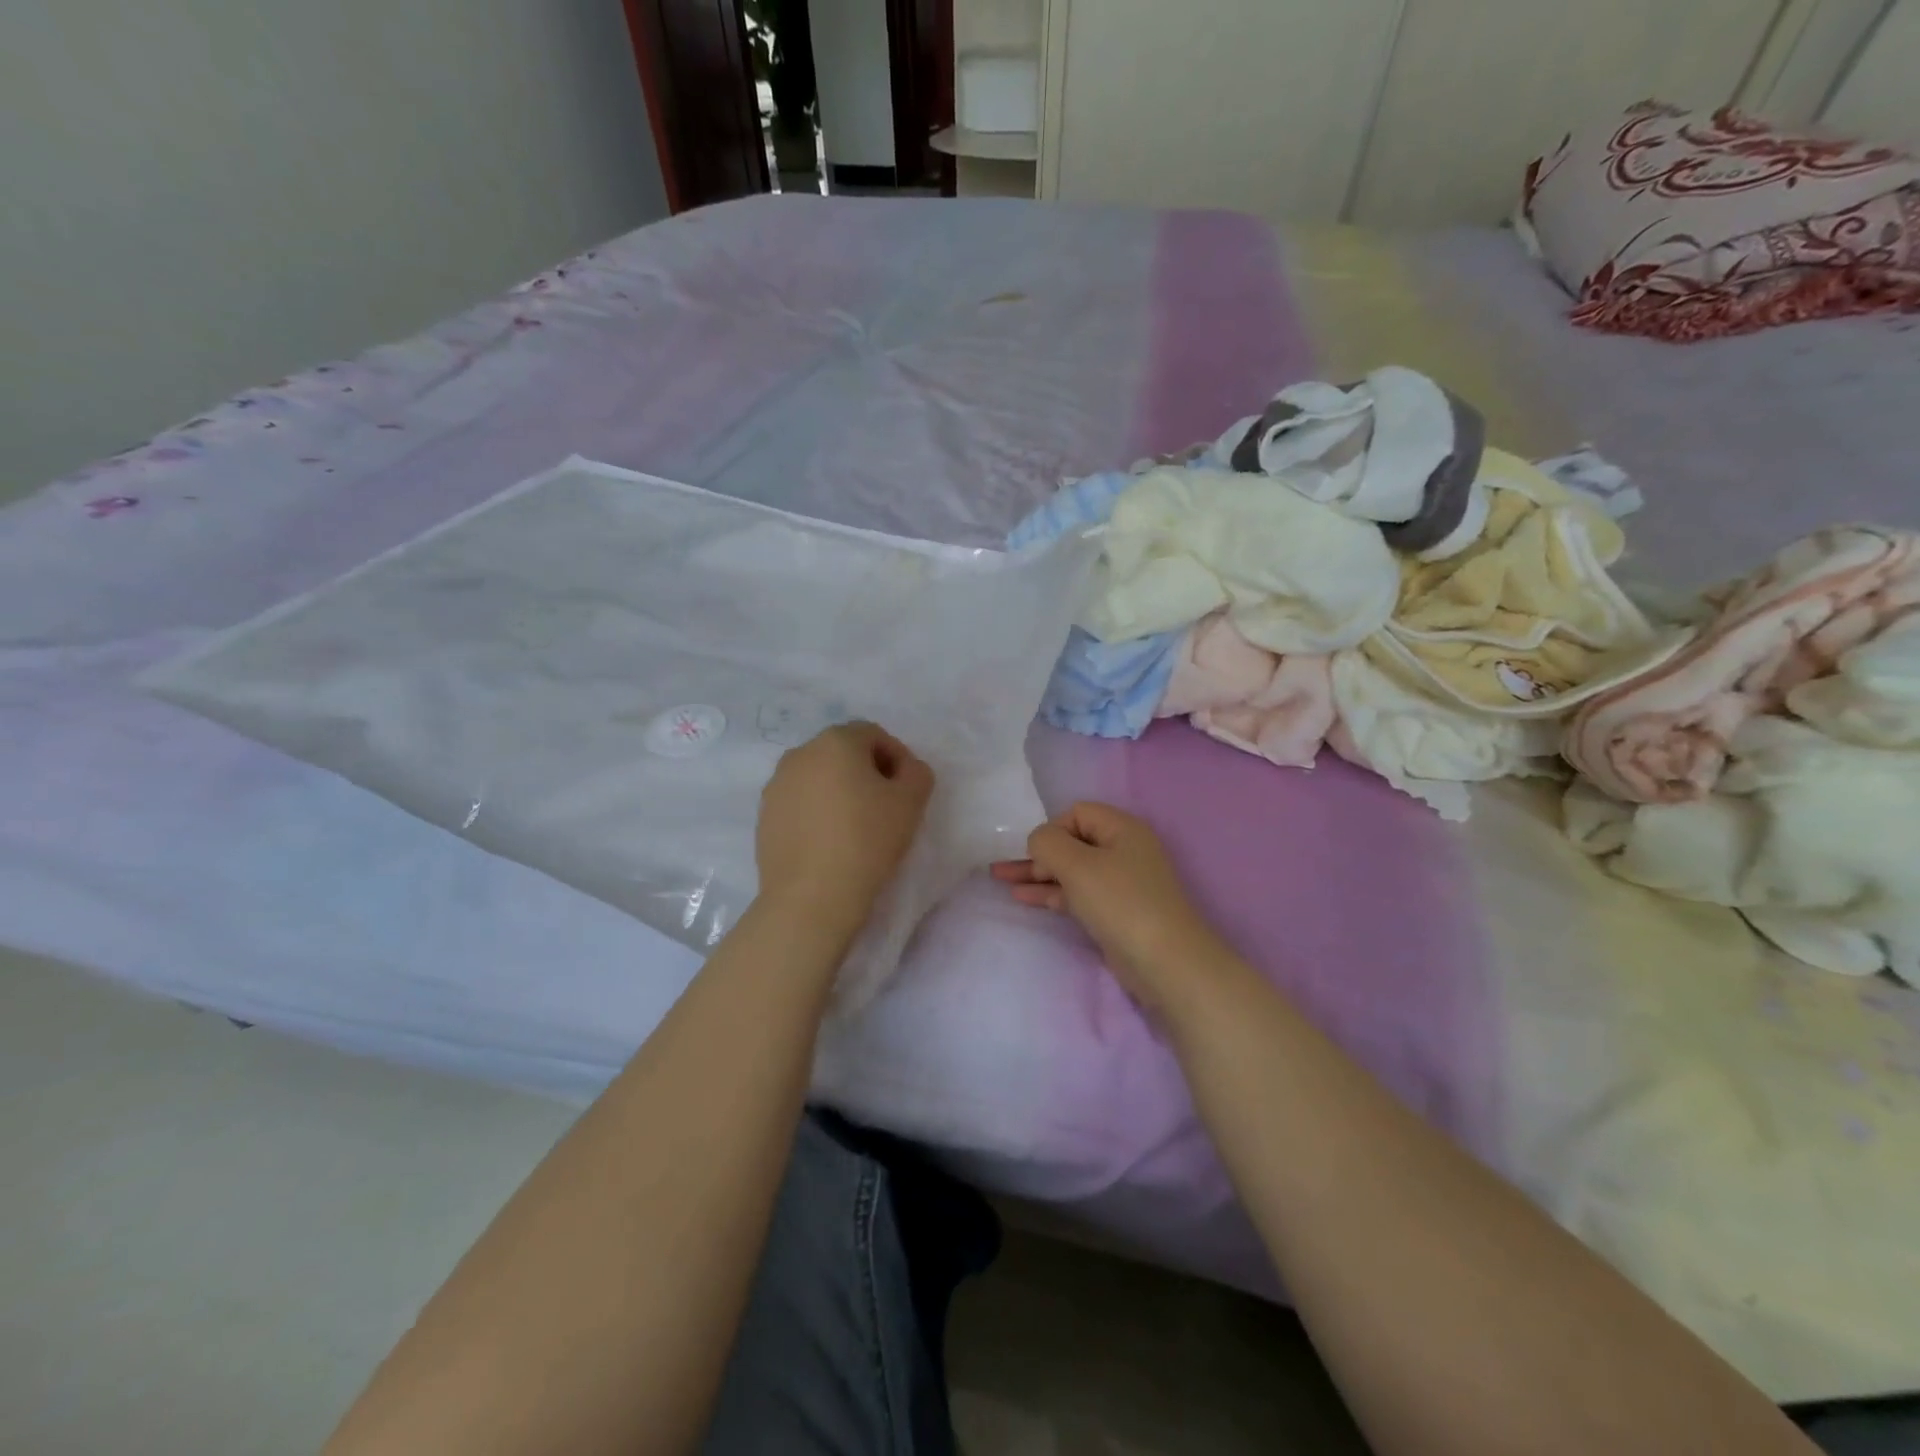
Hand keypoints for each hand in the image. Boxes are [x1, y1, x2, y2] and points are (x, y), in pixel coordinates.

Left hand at [757, 722, 933, 932]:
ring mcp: (776, 786)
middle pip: (843, 753)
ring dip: (839, 791)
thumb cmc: (867, 840)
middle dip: (866, 772)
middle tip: (885, 806)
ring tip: (856, 827)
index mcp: (835, 742)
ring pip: (818, 778)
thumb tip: (904, 769)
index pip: (873, 734)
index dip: (896, 757)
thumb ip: (917, 772)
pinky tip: (829, 842)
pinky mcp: (764, 817)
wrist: (811, 897)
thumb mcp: (912, 801)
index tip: (906, 789)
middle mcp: (799, 754)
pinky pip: (799, 803)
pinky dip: (817, 812)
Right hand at [991, 802, 1224, 1014]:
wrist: (1165, 962)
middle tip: (1002, 869)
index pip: (1077, 813)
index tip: (1037, 854)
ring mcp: (1120, 883)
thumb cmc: (1121, 902)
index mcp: (1122, 828)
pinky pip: (1077, 893)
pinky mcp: (1115, 911)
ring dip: (1038, 874)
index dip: (1053, 829)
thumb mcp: (1078, 865)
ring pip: (1071, 870)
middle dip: (1037, 853)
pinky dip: (1052, 893)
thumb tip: (1039, 842)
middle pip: (1072, 842)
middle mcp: (1123, 850)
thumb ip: (1048, 843)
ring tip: (1001, 880)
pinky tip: (1024, 898)